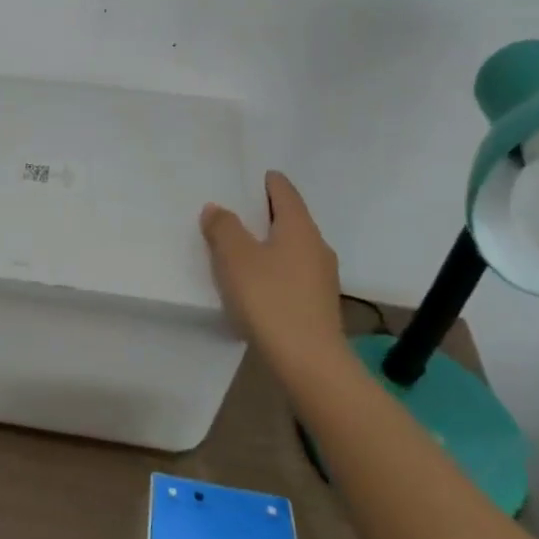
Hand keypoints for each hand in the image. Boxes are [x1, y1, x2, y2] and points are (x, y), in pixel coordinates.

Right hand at [200, 172, 344, 352]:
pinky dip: (275, 268)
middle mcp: (317, 246)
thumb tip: (217, 209)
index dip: (269, 181)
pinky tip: (256, 283)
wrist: (308, 361)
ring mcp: (322, 277)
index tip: (255, 176)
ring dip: (269, 244)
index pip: (285, 192)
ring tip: (241, 248)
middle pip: (290, 219)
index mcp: (299, 227)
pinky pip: (293, 273)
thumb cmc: (270, 298)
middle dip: (266, 214)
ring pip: (292, 248)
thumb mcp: (235, 258)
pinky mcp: (318, 304)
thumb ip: (223, 228)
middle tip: (238, 211)